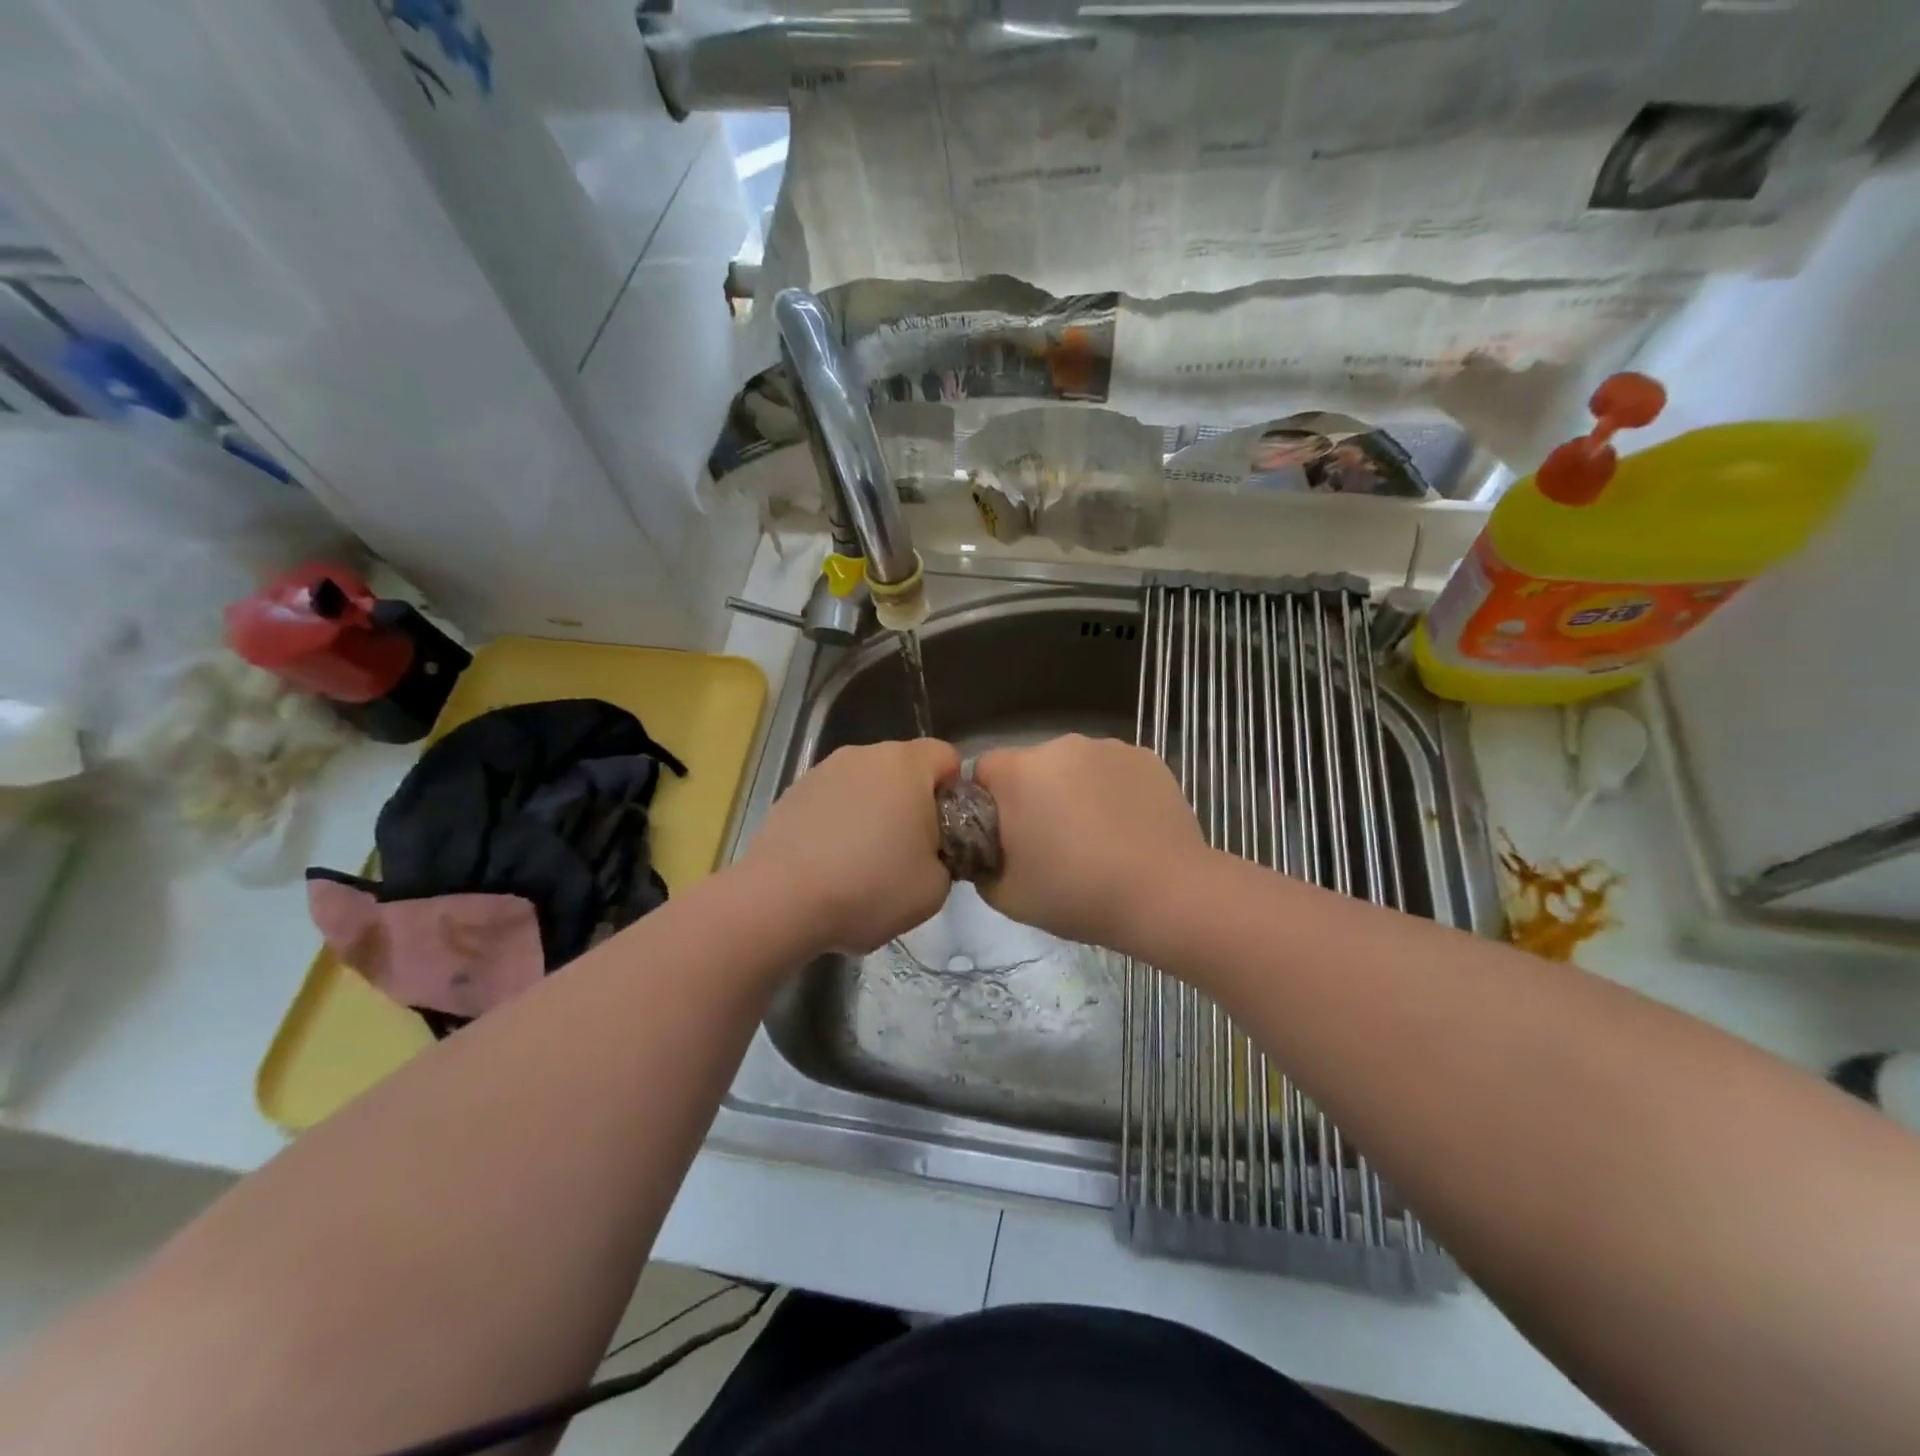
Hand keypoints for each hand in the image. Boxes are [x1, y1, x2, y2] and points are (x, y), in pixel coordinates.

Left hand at [741, 738, 960, 953]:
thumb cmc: (870, 887)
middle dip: (913, 803)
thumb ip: (947, 858)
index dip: (955, 792)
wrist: (781, 901)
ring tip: (864, 863)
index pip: (947, 757)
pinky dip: (839, 823)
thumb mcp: (935, 888)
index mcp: (906, 764)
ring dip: (874, 812)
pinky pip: (833, 801)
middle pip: (904, 769)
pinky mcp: (792, 793)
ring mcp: (823, 771)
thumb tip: (931, 853)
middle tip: (910, 853)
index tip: (946, 833)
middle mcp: (864, 755)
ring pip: (866, 785)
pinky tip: (830, 864)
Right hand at [973, 734, 1207, 953]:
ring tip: (1097, 838)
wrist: (1166, 895)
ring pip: (1074, 767)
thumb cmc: (1077, 894)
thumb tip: (988, 852)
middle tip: (1052, 843)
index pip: (984, 771)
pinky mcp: (1147, 757)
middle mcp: (1060, 746)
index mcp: (1019, 772)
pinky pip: (1113, 771)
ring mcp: (1108, 748)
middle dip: (1035, 796)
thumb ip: (982, 865)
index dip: (989, 803)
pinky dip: (1113, 791)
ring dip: (1075, 791)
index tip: (1006, 837)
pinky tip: (1128, 828)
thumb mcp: (1006, 896)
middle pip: (1032, 766)